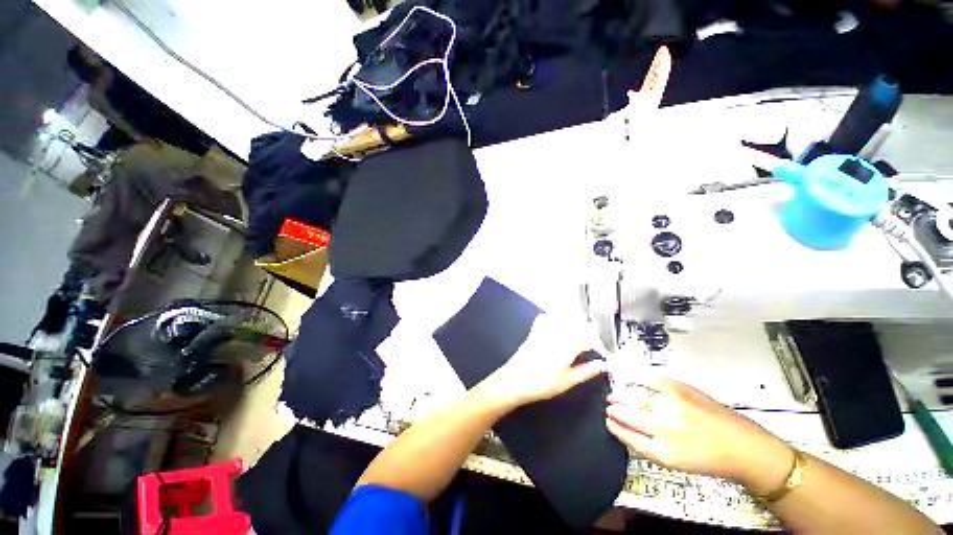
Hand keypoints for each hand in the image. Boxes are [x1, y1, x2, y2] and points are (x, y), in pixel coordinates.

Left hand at [476, 314, 606, 406]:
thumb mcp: (568, 381)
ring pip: (563, 318)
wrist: (515, 380)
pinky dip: (554, 319)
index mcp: (568, 346)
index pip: (588, 336)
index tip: (597, 350)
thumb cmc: (543, 383)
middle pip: (577, 324)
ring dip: (572, 324)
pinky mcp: (534, 330)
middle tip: (586, 345)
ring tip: (574, 337)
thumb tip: (602, 365)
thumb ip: (587, 371)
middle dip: (585, 332)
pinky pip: (547, 318)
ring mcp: (544, 330)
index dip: (595, 343)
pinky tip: (557, 328)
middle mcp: (557, 333)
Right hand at [605, 376, 793, 492]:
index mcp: (664, 453)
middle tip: (609, 407)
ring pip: (635, 397)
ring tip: (614, 395)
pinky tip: (627, 377)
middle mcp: (665, 429)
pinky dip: (635, 377)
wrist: (746, 449)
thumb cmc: (710, 460)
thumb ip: (650, 447)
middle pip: (628, 415)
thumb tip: (626, 430)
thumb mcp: (676, 463)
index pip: (628, 437)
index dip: (616, 428)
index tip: (608, 422)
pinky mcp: (680, 390)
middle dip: (614, 410)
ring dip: (620, 395)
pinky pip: (649, 379)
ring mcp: (673, 406)